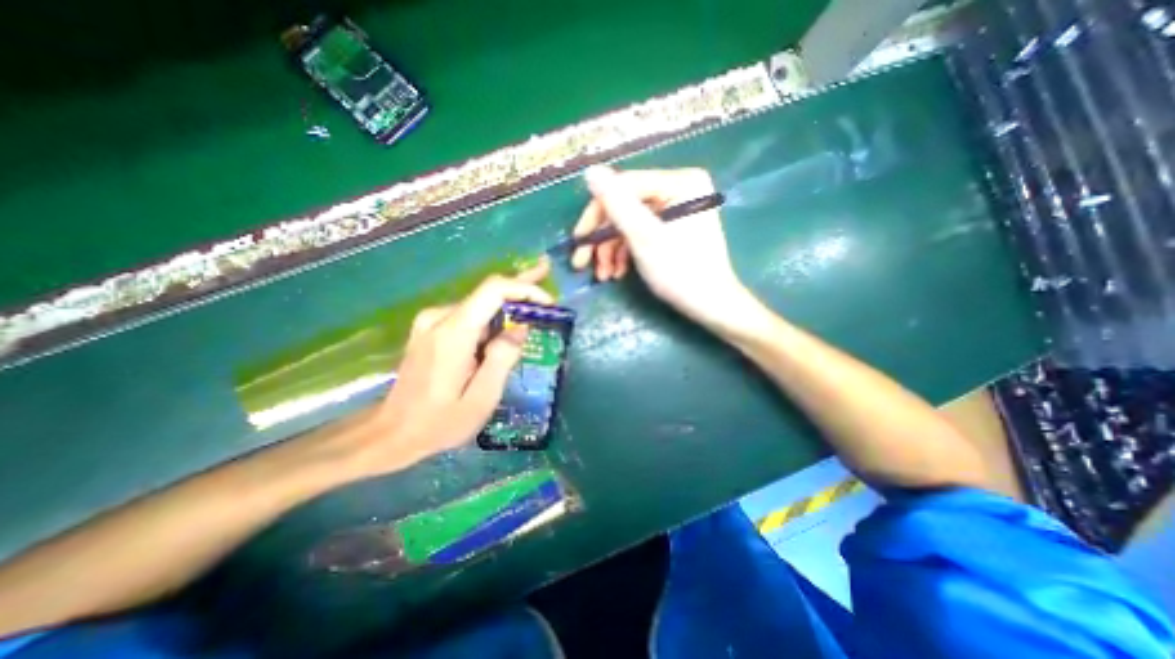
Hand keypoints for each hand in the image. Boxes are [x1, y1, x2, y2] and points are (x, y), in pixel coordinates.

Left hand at [354, 259, 550, 472]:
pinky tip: (509, 324)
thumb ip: (502, 359)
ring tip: (536, 306)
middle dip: (520, 285)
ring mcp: (432, 321)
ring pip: (480, 303)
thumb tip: (520, 328)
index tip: (548, 302)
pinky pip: (470, 314)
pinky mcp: (432, 329)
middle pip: (487, 291)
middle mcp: (440, 317)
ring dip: (509, 304)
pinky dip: (494, 316)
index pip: (493, 290)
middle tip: (545, 270)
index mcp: (453, 333)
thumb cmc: (440, 422)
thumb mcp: (481, 399)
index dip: (524, 288)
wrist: (391, 432)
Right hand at [575, 166, 766, 336]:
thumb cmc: (681, 272)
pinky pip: (640, 233)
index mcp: (680, 182)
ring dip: (610, 250)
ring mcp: (676, 210)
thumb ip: (617, 204)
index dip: (596, 214)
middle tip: (582, 262)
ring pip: (629, 223)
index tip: (578, 240)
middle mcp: (678, 189)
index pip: (624, 187)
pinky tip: (616, 272)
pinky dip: (625, 253)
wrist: (711, 305)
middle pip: (625, 206)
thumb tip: (591, 171)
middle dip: (602, 238)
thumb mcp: (645, 237)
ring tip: (603, 275)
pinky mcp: (672, 228)